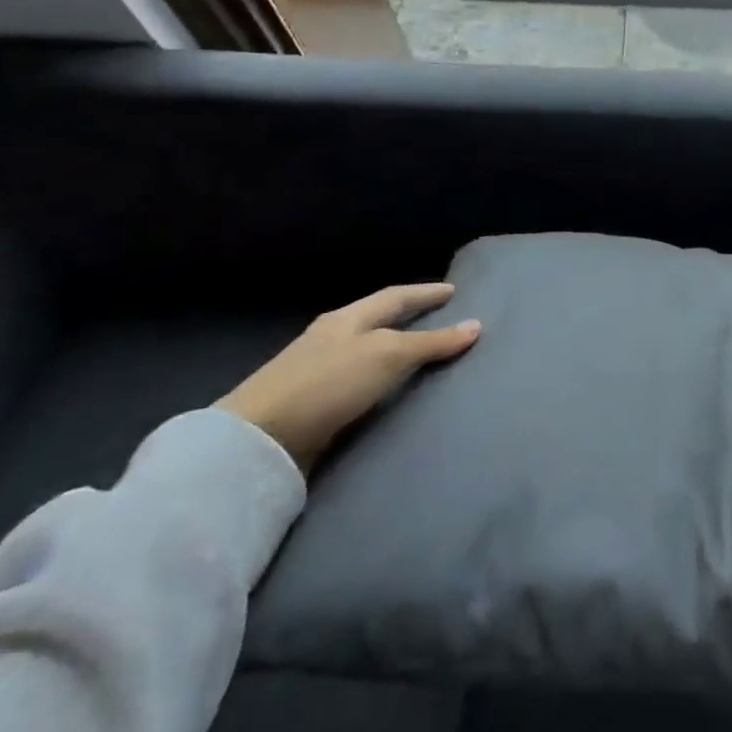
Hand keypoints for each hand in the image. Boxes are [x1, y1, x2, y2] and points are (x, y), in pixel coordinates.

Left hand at [217, 283, 479, 470]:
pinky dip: (377, 381)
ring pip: (365, 352)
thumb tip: (476, 326)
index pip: (395, 296)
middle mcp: (331, 338)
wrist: (256, 440)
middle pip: (377, 321)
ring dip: (392, 351)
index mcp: (348, 318)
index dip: (425, 293)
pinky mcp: (309, 405)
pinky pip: (355, 383)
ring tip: (419, 356)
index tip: (452, 290)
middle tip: (440, 319)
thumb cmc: (327, 383)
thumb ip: (431, 343)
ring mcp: (316, 371)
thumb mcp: (387, 356)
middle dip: (408, 318)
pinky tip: (385, 393)